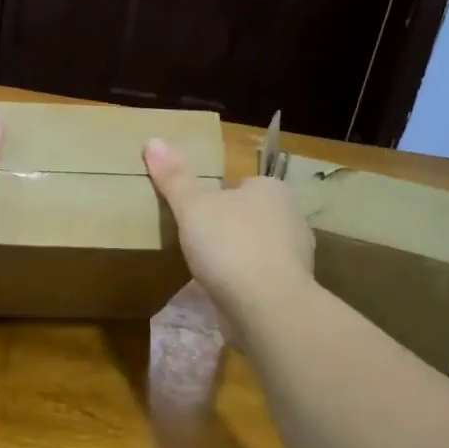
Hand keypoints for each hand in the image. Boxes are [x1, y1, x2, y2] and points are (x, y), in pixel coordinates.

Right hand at [145, 138, 313, 331]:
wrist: (267, 307)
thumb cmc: (230, 245)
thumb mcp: (193, 206)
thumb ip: (174, 177)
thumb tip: (153, 141)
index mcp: (272, 190)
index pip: (241, 185)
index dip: (217, 198)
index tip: (194, 215)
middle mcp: (291, 217)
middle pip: (250, 216)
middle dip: (227, 228)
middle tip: (195, 242)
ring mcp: (295, 256)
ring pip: (257, 248)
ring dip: (237, 257)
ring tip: (206, 270)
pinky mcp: (291, 289)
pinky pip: (261, 278)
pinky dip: (244, 283)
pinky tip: (223, 293)